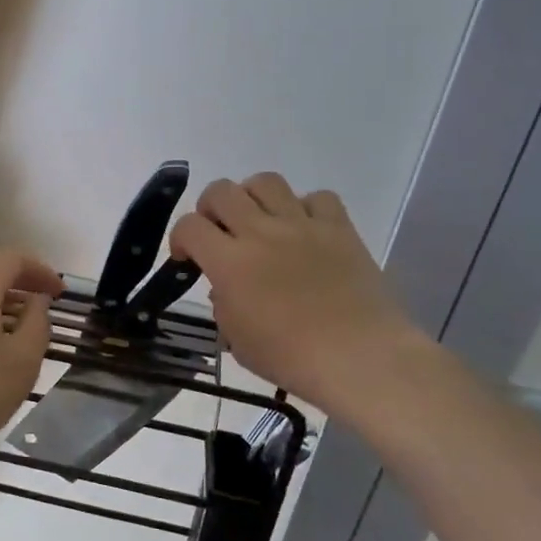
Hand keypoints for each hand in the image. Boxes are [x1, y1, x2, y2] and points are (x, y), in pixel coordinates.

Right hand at [170, 173, 430, 414]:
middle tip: (220, 233)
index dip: (180, 238)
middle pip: (221, 191)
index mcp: (230, 263)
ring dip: (253, 197)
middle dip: (210, 208)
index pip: (189, 226)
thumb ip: (223, 307)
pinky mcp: (339, 228)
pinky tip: (305, 230)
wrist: (360, 358)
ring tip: (259, 221)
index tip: (188, 258)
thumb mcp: (238, 341)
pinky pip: (318, 198)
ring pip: (266, 182)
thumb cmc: (292, 358)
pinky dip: (306, 208)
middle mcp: (261, 232)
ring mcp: (302, 225)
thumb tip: (225, 289)